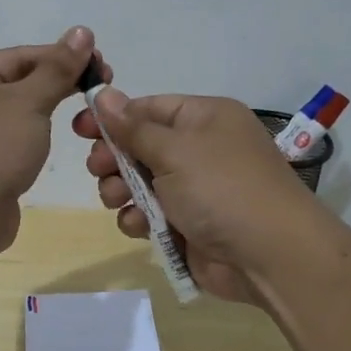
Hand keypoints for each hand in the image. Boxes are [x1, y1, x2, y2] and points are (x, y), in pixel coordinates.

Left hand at [0, 27, 104, 257]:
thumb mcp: (29, 101)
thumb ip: (58, 68)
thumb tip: (82, 31)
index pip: (21, 56)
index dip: (63, 58)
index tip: (102, 65)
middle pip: (17, 84)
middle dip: (58, 86)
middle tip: (101, 91)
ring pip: (14, 117)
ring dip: (45, 116)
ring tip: (84, 120)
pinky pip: (9, 145)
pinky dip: (31, 142)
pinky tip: (52, 147)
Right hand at [72, 90, 323, 303]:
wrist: (270, 256)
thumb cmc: (222, 189)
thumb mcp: (175, 150)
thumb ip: (133, 127)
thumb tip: (105, 94)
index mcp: (204, 118)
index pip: (149, 108)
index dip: (113, 118)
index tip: (80, 128)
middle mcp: (199, 149)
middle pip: (140, 146)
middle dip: (114, 159)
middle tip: (99, 169)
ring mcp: (194, 189)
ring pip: (139, 183)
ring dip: (122, 191)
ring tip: (118, 200)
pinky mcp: (188, 225)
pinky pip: (150, 215)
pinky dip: (139, 220)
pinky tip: (140, 227)